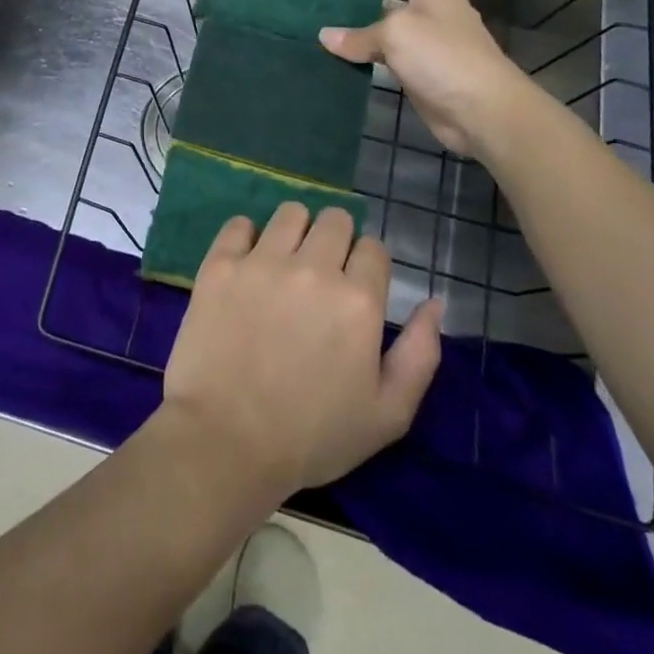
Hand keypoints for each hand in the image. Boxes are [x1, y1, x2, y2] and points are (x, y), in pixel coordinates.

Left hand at [160, 202, 441, 499]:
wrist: (226, 440)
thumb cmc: (312, 435)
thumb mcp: (388, 413)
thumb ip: (420, 354)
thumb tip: (433, 302)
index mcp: (358, 300)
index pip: (373, 248)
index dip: (368, 266)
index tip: (354, 288)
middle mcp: (313, 268)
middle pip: (335, 220)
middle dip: (336, 241)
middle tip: (321, 275)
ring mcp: (262, 262)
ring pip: (290, 213)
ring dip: (295, 232)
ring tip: (285, 265)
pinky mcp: (220, 264)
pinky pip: (239, 224)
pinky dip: (246, 237)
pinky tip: (247, 264)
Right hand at [318, 0, 528, 155]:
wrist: (485, 113)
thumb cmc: (444, 58)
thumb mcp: (396, 35)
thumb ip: (358, 34)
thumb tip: (326, 37)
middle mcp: (432, 5)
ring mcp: (429, 38)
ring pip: (391, 15)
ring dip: (362, 14)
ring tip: (328, 17)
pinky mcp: (422, 67)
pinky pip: (388, 49)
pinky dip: (366, 48)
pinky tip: (342, 54)